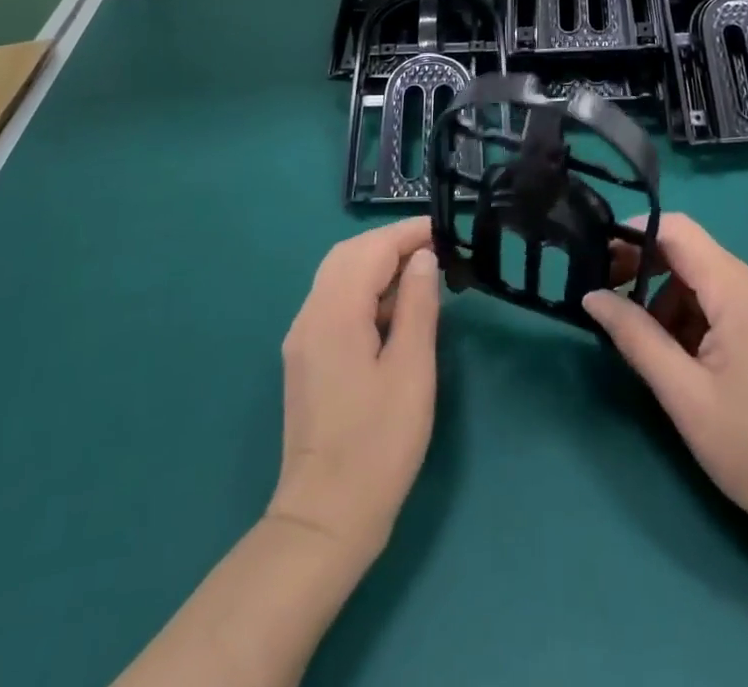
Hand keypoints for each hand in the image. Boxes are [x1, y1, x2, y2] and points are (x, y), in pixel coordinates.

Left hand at [267, 218, 440, 563]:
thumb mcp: (411, 370)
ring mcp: (303, 336)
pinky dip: (363, 290)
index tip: (444, 231)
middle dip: (390, 243)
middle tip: (434, 251)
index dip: (407, 234)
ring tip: (420, 277)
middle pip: (348, 254)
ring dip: (376, 265)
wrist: (325, 517)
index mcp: (335, 313)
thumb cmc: (378, 444)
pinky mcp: (305, 357)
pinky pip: (333, 301)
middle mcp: (310, 314)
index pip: (371, 249)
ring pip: (338, 276)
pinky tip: (393, 311)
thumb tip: (422, 258)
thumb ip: (417, 305)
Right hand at [585, 214, 747, 538]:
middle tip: (608, 295)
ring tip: (646, 340)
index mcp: (742, 293)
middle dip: (644, 266)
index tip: (598, 256)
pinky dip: (690, 312)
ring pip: (701, 275)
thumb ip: (635, 337)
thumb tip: (591, 295)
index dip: (634, 234)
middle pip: (689, 250)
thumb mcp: (683, 395)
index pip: (679, 231)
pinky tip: (679, 351)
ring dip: (666, 296)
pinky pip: (720, 296)